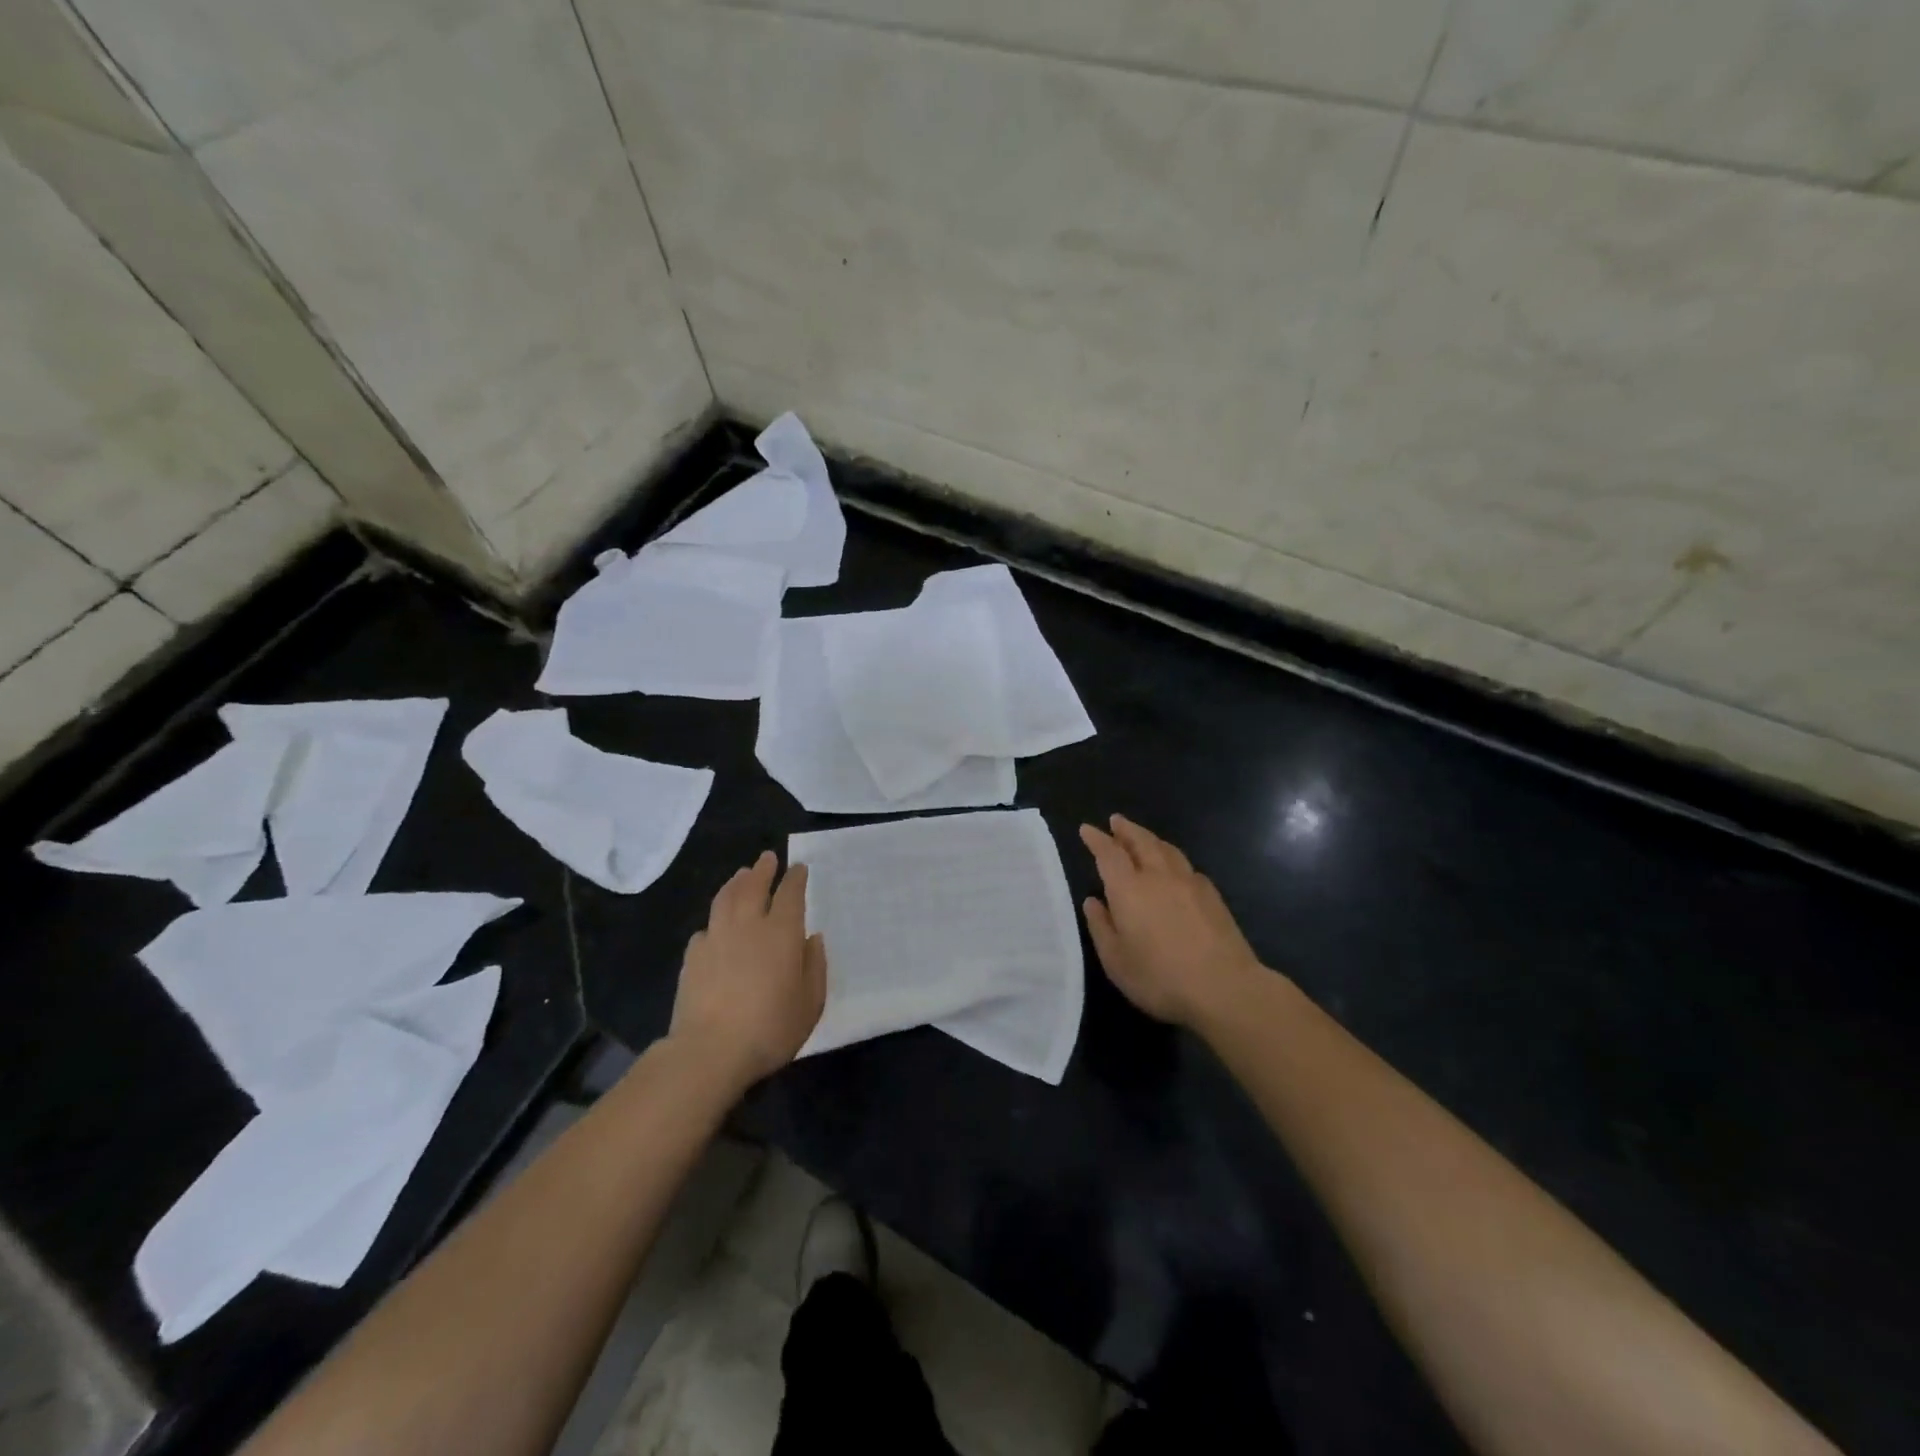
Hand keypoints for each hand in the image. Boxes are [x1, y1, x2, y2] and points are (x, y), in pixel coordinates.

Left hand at [669, 851, 826, 1094]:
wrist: (710, 1051)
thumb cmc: (770, 1028)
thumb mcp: (810, 1003)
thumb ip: (814, 966)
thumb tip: (811, 939)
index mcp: (781, 932)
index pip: (790, 894)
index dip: (795, 878)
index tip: (798, 867)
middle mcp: (748, 925)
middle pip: (753, 886)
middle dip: (762, 870)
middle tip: (767, 858)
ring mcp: (716, 938)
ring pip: (725, 899)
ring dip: (735, 883)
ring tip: (741, 875)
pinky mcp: (692, 957)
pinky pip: (706, 928)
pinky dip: (715, 920)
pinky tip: (715, 927)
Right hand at [1079, 814, 1263, 1029]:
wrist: (1225, 987)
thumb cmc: (1160, 977)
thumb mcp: (1116, 960)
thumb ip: (1101, 927)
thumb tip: (1093, 902)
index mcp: (1129, 889)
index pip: (1109, 854)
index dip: (1097, 839)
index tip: (1087, 829)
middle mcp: (1158, 876)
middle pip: (1141, 841)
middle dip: (1126, 829)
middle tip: (1116, 820)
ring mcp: (1189, 883)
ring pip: (1166, 849)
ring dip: (1150, 839)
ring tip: (1142, 837)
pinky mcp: (1212, 895)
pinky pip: (1186, 866)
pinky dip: (1173, 859)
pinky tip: (1174, 869)